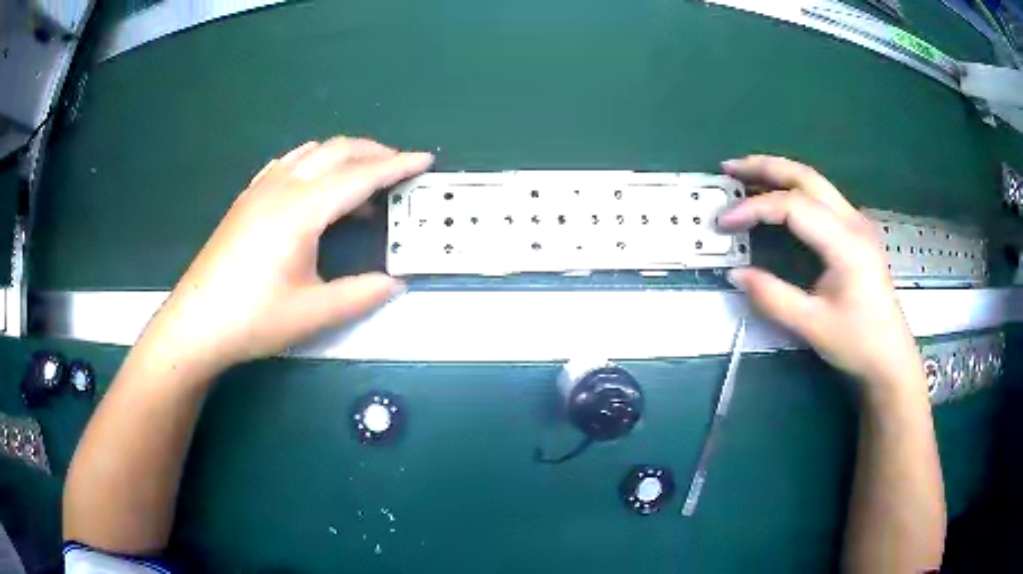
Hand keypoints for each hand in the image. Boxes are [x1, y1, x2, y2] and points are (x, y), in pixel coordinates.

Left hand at [143, 136, 432, 373]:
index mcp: (301, 210)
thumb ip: (360, 295)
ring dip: (343, 156)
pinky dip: (313, 162)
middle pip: (336, 151)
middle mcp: (282, 187)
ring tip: (362, 179)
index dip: (396, 167)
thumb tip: (394, 284)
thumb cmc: (253, 318)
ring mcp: (260, 189)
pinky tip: (314, 185)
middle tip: (400, 167)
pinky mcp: (247, 199)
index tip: (424, 160)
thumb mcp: (313, 313)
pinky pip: (287, 163)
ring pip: (311, 152)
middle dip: (374, 152)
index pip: (359, 177)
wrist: (196, 322)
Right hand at [717, 156, 920, 387]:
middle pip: (806, 177)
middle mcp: (853, 221)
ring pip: (814, 181)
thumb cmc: (857, 342)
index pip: (793, 206)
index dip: (755, 209)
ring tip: (746, 175)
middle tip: (729, 169)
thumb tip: (736, 274)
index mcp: (845, 243)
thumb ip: (773, 297)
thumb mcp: (812, 325)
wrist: (890, 356)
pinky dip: (793, 188)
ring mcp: (857, 223)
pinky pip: (821, 196)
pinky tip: (777, 196)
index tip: (724, 223)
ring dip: (779, 173)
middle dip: (765, 167)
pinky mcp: (856, 231)